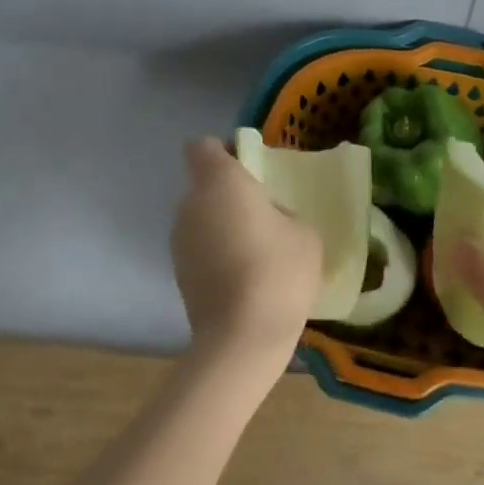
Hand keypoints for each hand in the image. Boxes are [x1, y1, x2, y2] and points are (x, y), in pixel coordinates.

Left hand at [170, 138, 322, 361]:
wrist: (243, 337)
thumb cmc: (279, 271)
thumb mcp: (305, 232)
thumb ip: (283, 212)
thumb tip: (269, 218)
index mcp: (220, 182)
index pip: (203, 147)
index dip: (224, 152)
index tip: (250, 169)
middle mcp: (190, 204)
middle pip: (204, 186)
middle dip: (229, 194)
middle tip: (264, 215)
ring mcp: (179, 241)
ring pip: (201, 219)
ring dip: (222, 226)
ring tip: (256, 252)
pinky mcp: (178, 274)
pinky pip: (200, 249)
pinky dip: (217, 254)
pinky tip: (244, 278)